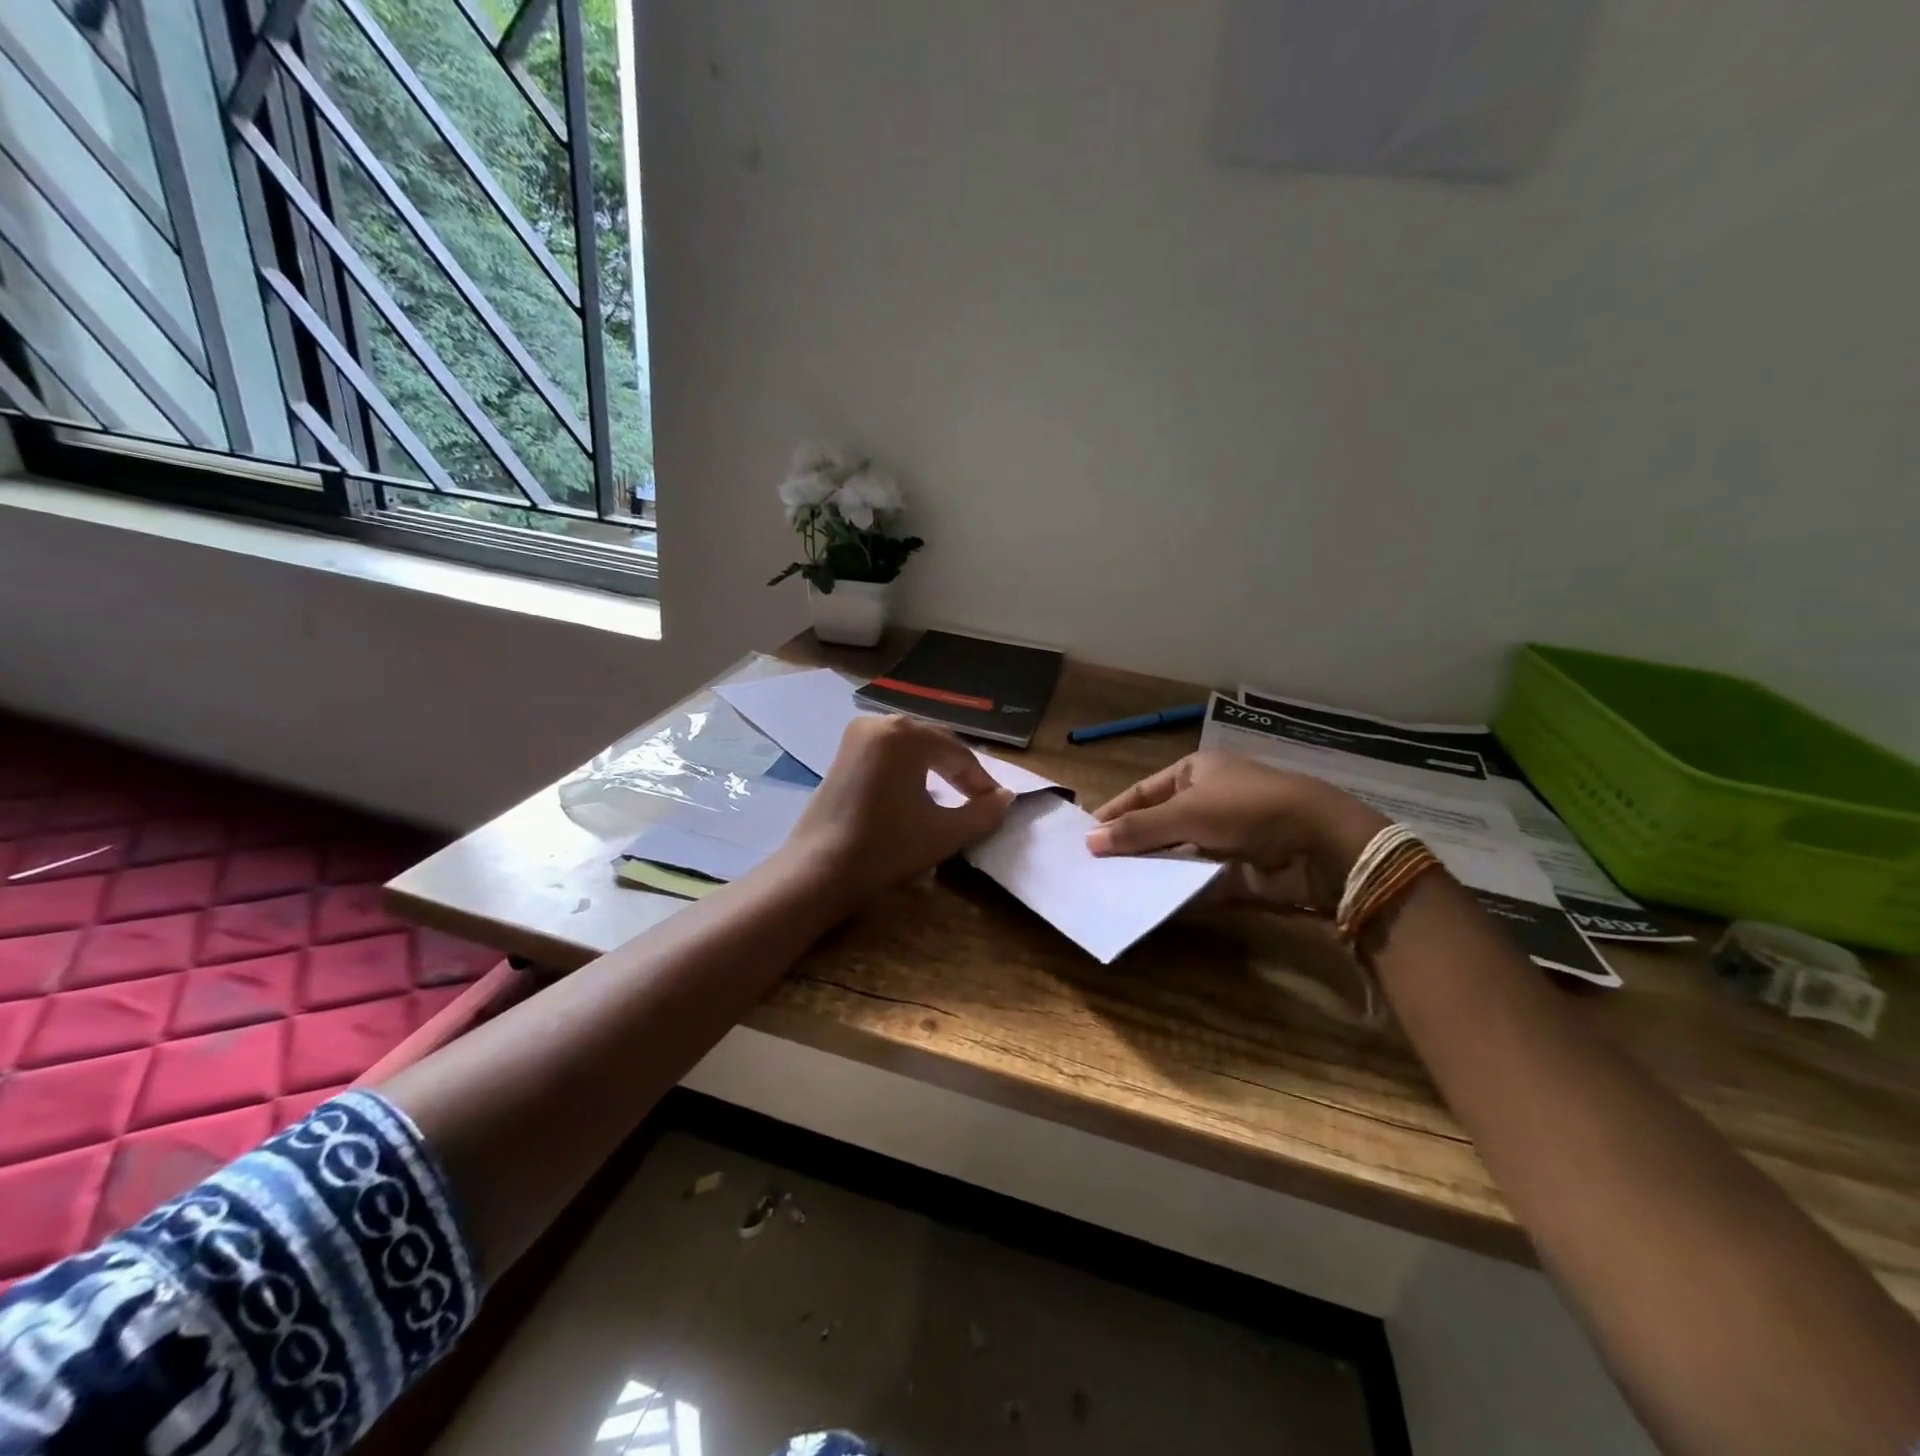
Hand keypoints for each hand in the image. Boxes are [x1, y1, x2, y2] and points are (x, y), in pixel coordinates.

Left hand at [779, 715, 1014, 905]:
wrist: (818, 870)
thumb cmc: (886, 848)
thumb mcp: (944, 833)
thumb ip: (983, 813)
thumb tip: (1007, 798)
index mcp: (905, 734)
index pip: (958, 754)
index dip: (982, 781)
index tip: (997, 804)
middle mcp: (880, 723)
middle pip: (934, 744)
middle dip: (959, 771)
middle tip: (979, 800)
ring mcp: (856, 735)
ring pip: (911, 747)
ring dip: (935, 768)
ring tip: (954, 796)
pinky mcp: (843, 753)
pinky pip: (889, 753)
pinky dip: (909, 769)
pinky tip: (918, 792)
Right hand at [1086, 750, 1387, 913]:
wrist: (1318, 844)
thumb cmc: (1247, 808)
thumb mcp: (1186, 811)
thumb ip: (1138, 829)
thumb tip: (1089, 842)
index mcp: (1196, 773)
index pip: (1143, 792)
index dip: (1114, 812)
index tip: (1084, 835)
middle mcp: (1207, 803)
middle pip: (1157, 826)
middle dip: (1129, 845)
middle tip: (1091, 867)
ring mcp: (1222, 840)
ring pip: (1174, 856)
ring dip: (1148, 870)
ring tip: (1109, 888)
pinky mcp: (1234, 874)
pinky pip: (1194, 883)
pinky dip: (1173, 892)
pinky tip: (1144, 904)